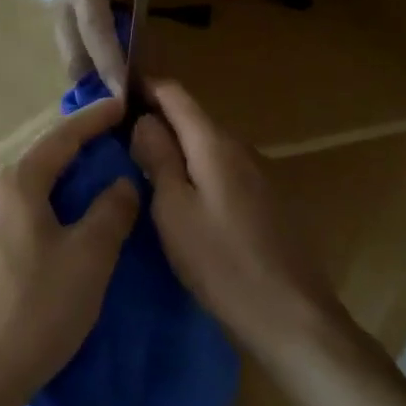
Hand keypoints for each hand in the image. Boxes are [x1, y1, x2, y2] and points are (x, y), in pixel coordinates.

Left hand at [0, 97, 138, 405]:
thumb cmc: (37, 309)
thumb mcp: (89, 258)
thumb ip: (110, 212)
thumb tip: (122, 183)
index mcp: (16, 184)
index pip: (60, 138)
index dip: (94, 121)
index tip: (120, 106)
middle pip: (40, 162)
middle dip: (77, 153)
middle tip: (112, 150)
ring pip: (26, 192)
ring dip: (59, 186)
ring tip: (91, 191)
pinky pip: (14, 217)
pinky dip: (42, 212)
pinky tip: (58, 233)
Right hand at [52, 0, 136, 94]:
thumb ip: (137, 26)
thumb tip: (141, 71)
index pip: (95, 31)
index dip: (109, 63)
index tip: (123, 93)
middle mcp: (64, 5)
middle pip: (74, 55)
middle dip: (97, 84)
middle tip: (123, 105)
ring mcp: (55, 18)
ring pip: (70, 62)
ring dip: (91, 82)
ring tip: (115, 98)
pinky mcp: (54, 30)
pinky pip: (71, 59)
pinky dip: (87, 73)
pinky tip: (104, 84)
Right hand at [131, 81, 347, 359]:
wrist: (292, 318)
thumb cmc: (221, 262)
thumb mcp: (173, 209)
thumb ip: (158, 157)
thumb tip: (144, 119)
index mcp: (215, 144)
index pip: (176, 95)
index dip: (145, 87)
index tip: (113, 92)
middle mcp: (241, 149)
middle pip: (193, 119)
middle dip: (157, 119)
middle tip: (117, 133)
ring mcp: (259, 175)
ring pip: (208, 146)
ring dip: (176, 146)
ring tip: (141, 162)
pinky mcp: (267, 202)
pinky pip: (222, 170)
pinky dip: (196, 169)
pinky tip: (180, 194)